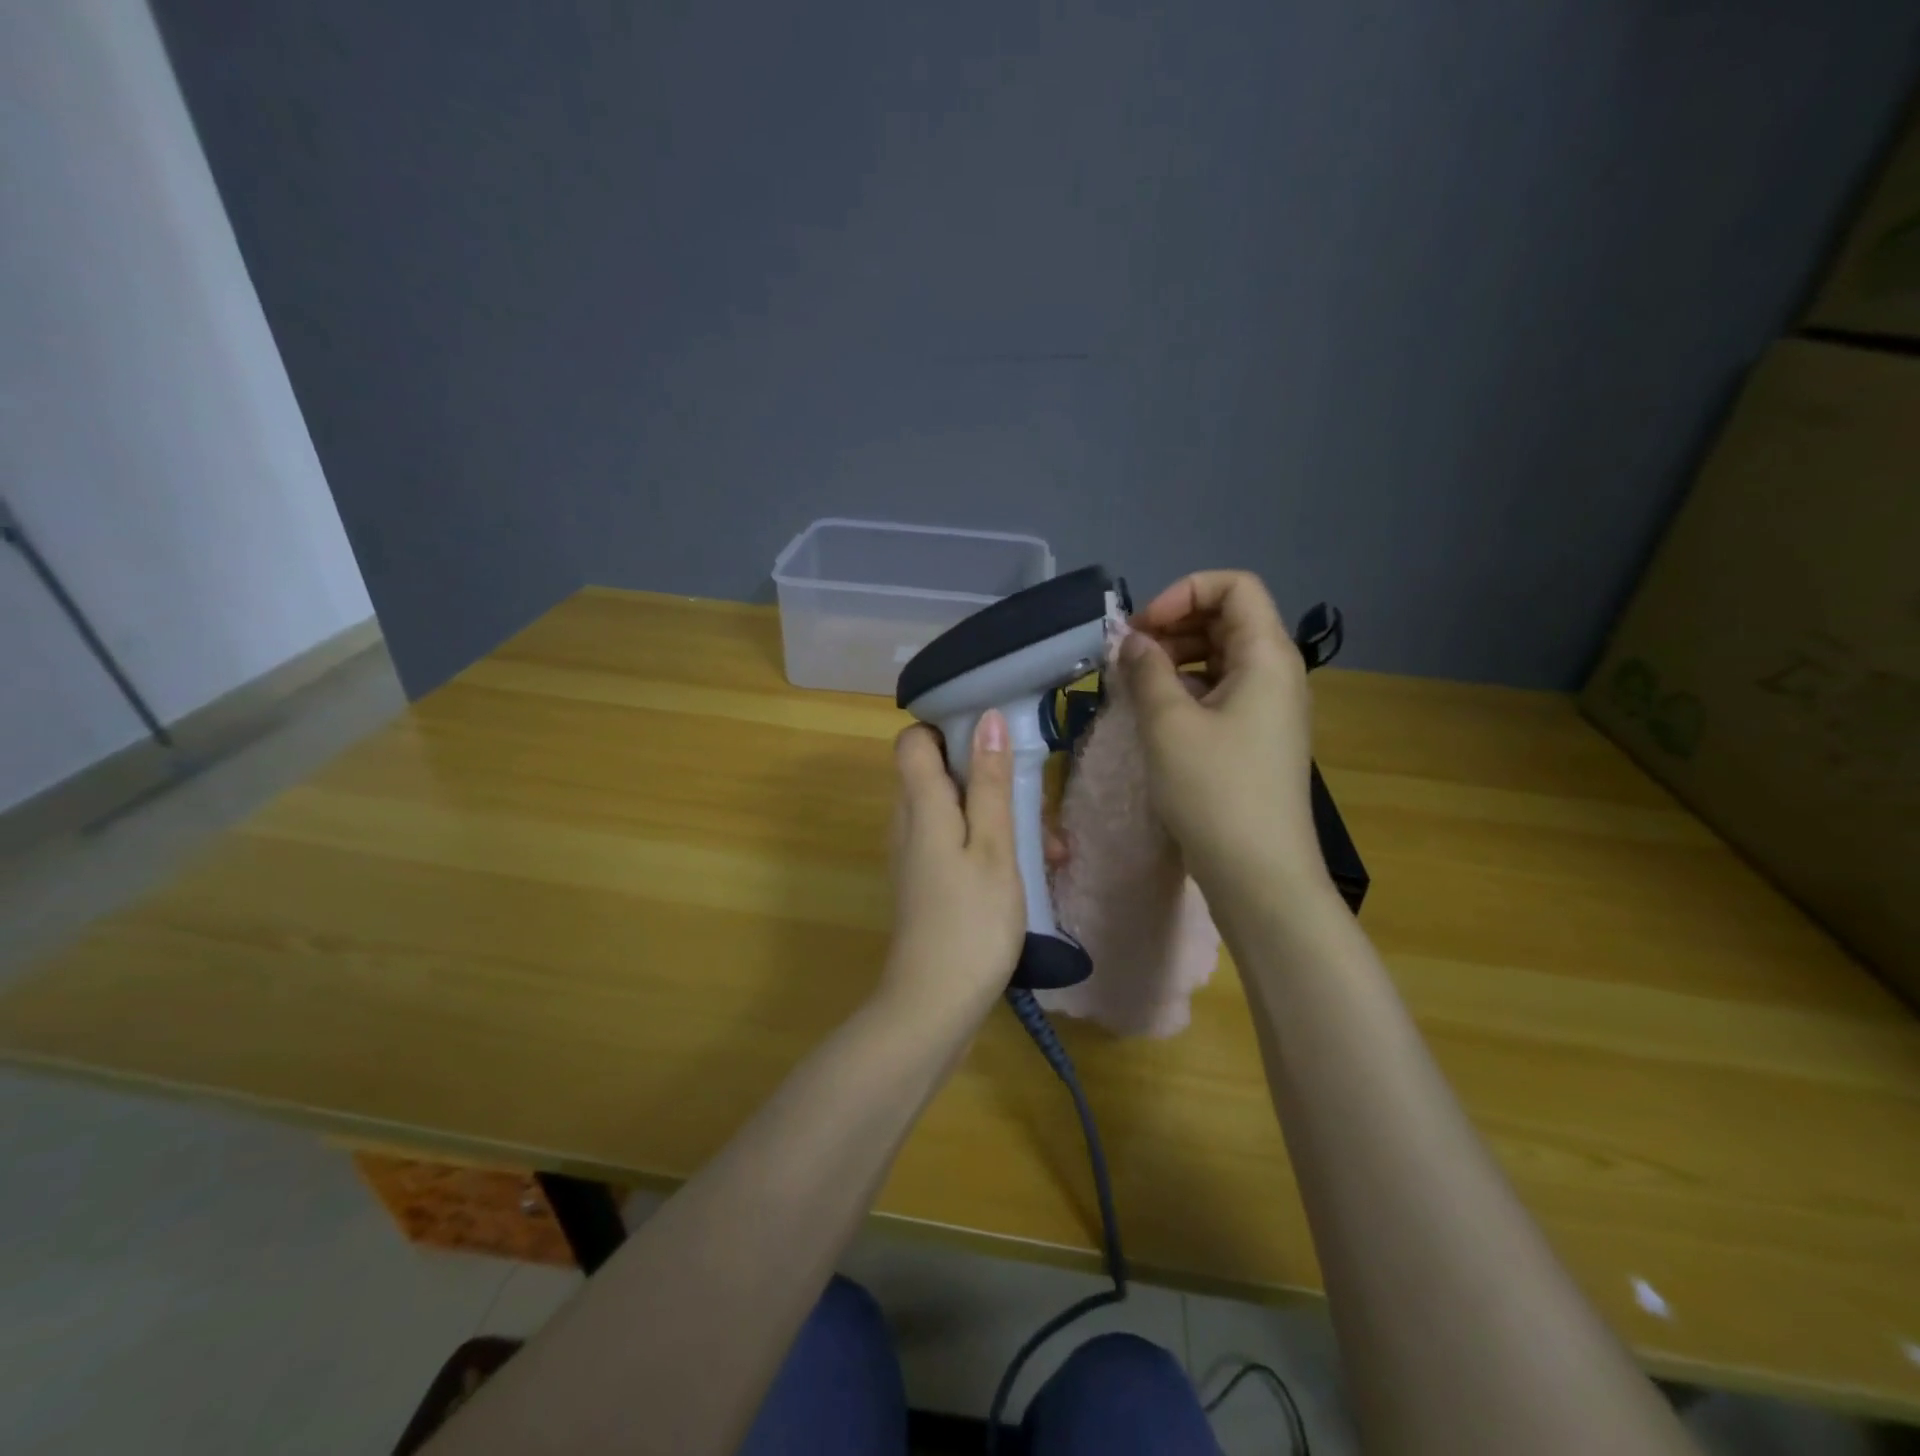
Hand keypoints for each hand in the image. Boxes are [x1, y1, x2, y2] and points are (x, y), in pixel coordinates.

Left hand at [876, 711, 1025, 1034]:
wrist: (934, 1005)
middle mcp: (908, 822)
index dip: (946, 726)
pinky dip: (987, 844)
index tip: (992, 735)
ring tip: (1050, 846)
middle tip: (1035, 799)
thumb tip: (986, 718)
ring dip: (997, 815)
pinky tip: (1027, 871)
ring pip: (953, 810)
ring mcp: (914, 854)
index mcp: (920, 804)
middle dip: (987, 776)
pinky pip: (954, 841)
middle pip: (938, 773)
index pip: (913, 739)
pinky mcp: (925, 881)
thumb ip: (989, 783)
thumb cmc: (971, 921)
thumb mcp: (993, 847)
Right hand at [1116, 571, 1328, 906]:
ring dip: (1175, 658)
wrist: (1260, 874)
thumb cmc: (1215, 790)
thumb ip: (1145, 670)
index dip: (1183, 593)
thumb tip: (1131, 641)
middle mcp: (1276, 674)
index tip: (1142, 628)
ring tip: (1133, 683)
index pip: (1234, 586)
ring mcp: (1269, 709)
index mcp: (1267, 656)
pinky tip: (1154, 714)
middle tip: (1128, 655)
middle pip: (1227, 619)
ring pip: (1221, 657)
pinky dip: (1186, 689)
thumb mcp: (1168, 724)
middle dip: (1173, 625)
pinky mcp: (1256, 739)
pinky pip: (1221, 692)